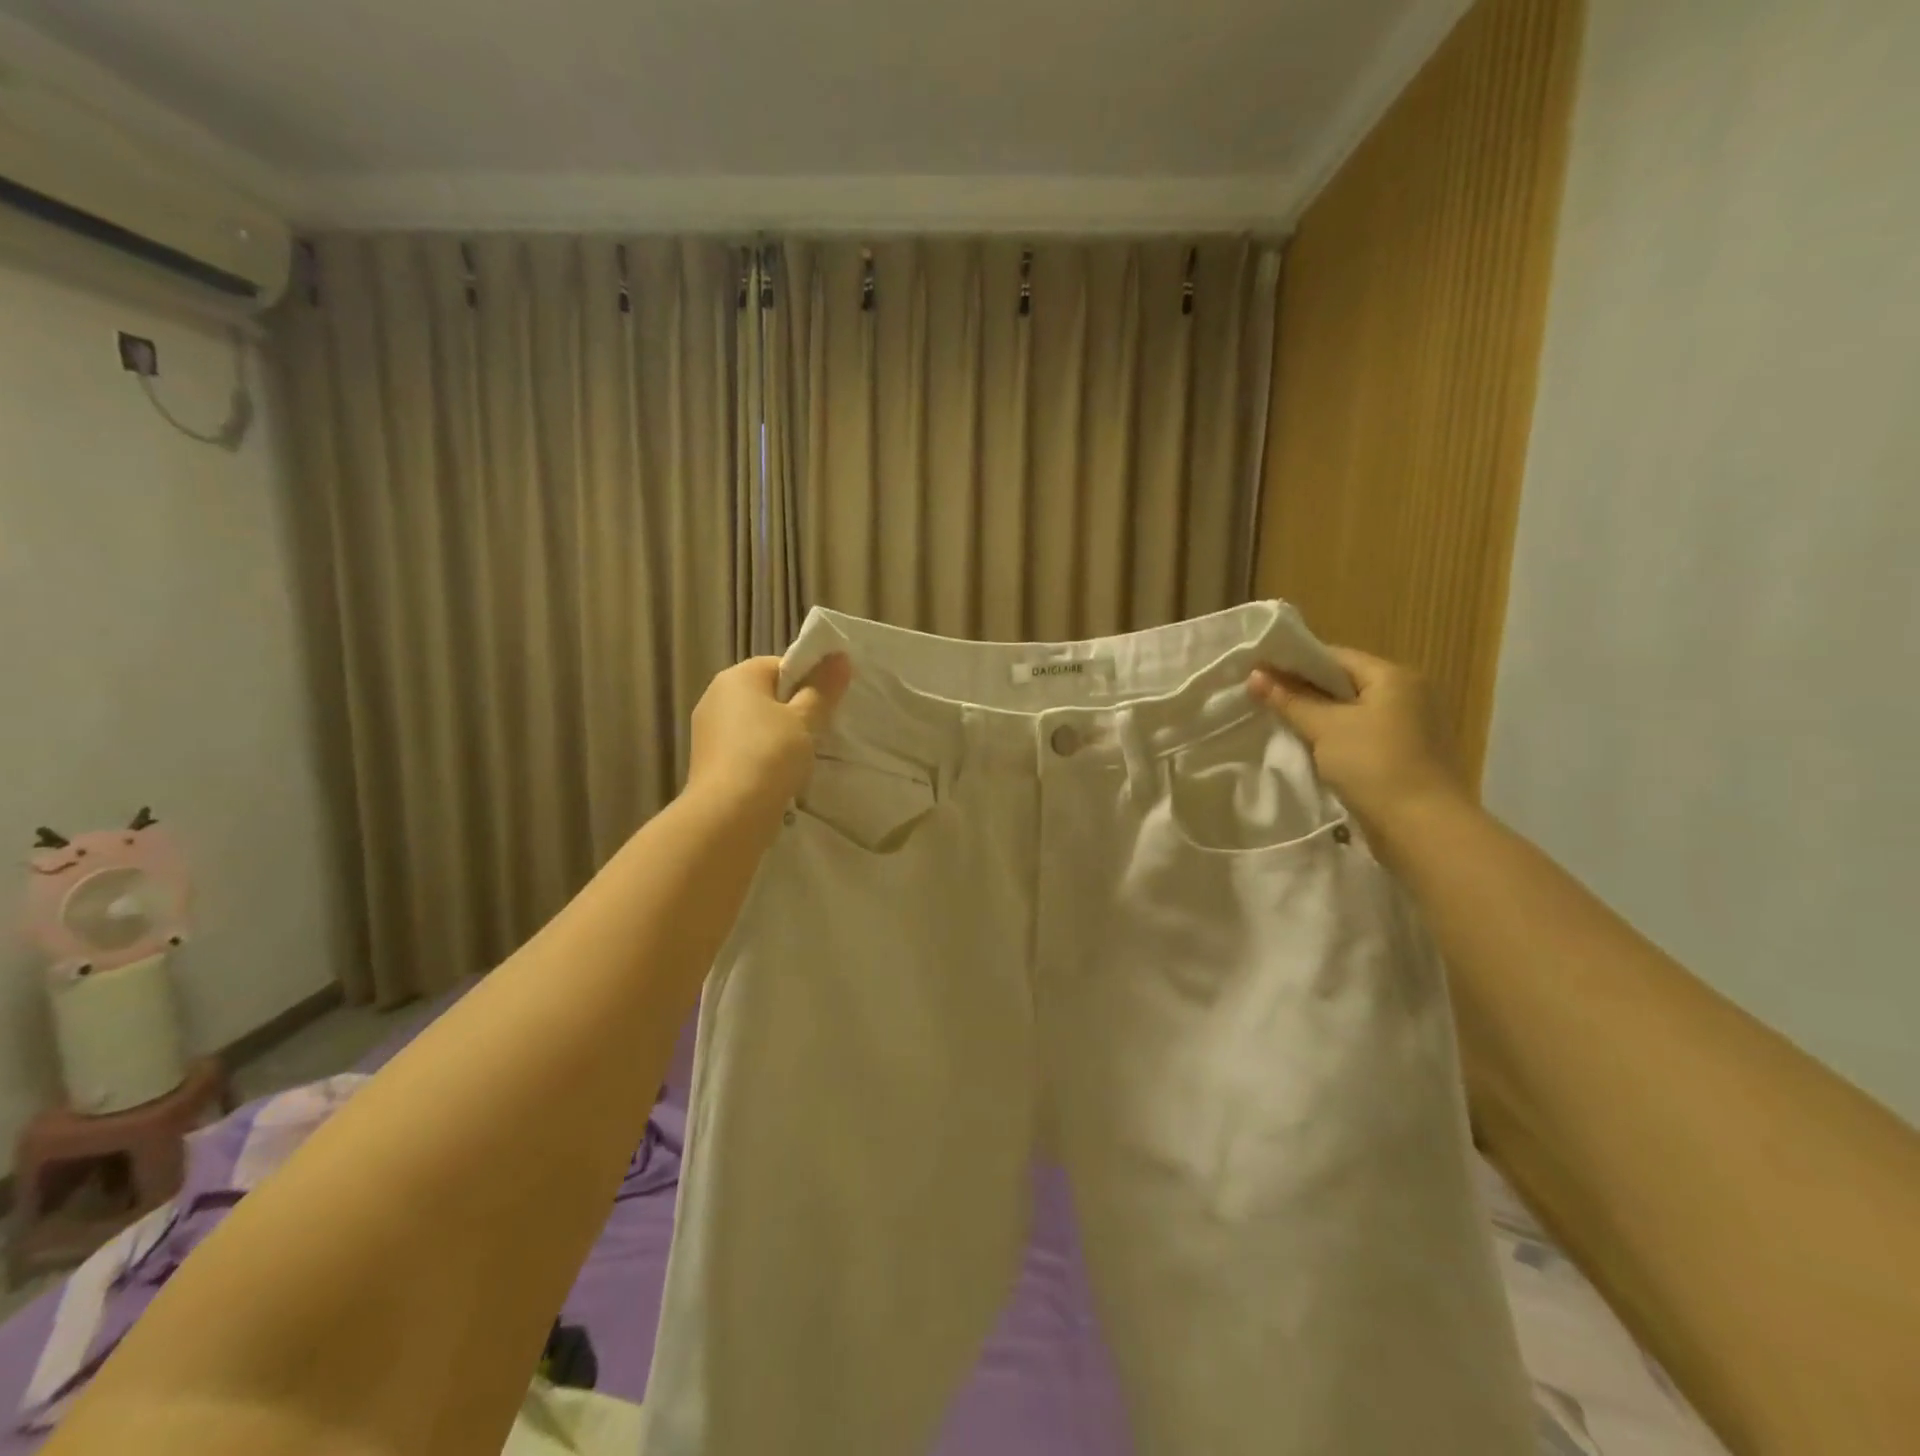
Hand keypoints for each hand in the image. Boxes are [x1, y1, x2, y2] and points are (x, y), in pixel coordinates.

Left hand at [686, 655, 852, 814]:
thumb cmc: (769, 755)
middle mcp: (716, 695)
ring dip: (779, 734)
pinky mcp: (708, 759)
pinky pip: (744, 746)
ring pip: (755, 722)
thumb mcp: (805, 719)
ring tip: (802, 756)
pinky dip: (763, 754)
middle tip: (820, 730)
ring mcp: (708, 729)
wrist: (728, 813)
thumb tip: (840, 657)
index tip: (827, 705)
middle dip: (794, 709)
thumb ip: (823, 688)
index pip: (780, 665)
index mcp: (737, 676)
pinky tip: (779, 773)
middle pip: (766, 693)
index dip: (808, 681)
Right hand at [1248, 647, 1467, 837]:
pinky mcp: (1405, 754)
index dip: (1295, 663)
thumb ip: (1289, 699)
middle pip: (1344, 682)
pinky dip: (1336, 737)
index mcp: (1394, 676)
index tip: (1260, 673)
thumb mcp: (1324, 728)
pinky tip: (1311, 747)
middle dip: (1304, 690)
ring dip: (1319, 716)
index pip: (1335, 657)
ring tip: (1281, 722)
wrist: (1421, 827)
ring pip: (1352, 711)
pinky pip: (1362, 734)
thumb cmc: (1373, 765)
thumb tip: (1254, 674)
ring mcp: (1410, 726)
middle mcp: (1408, 693)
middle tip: (1263, 698)